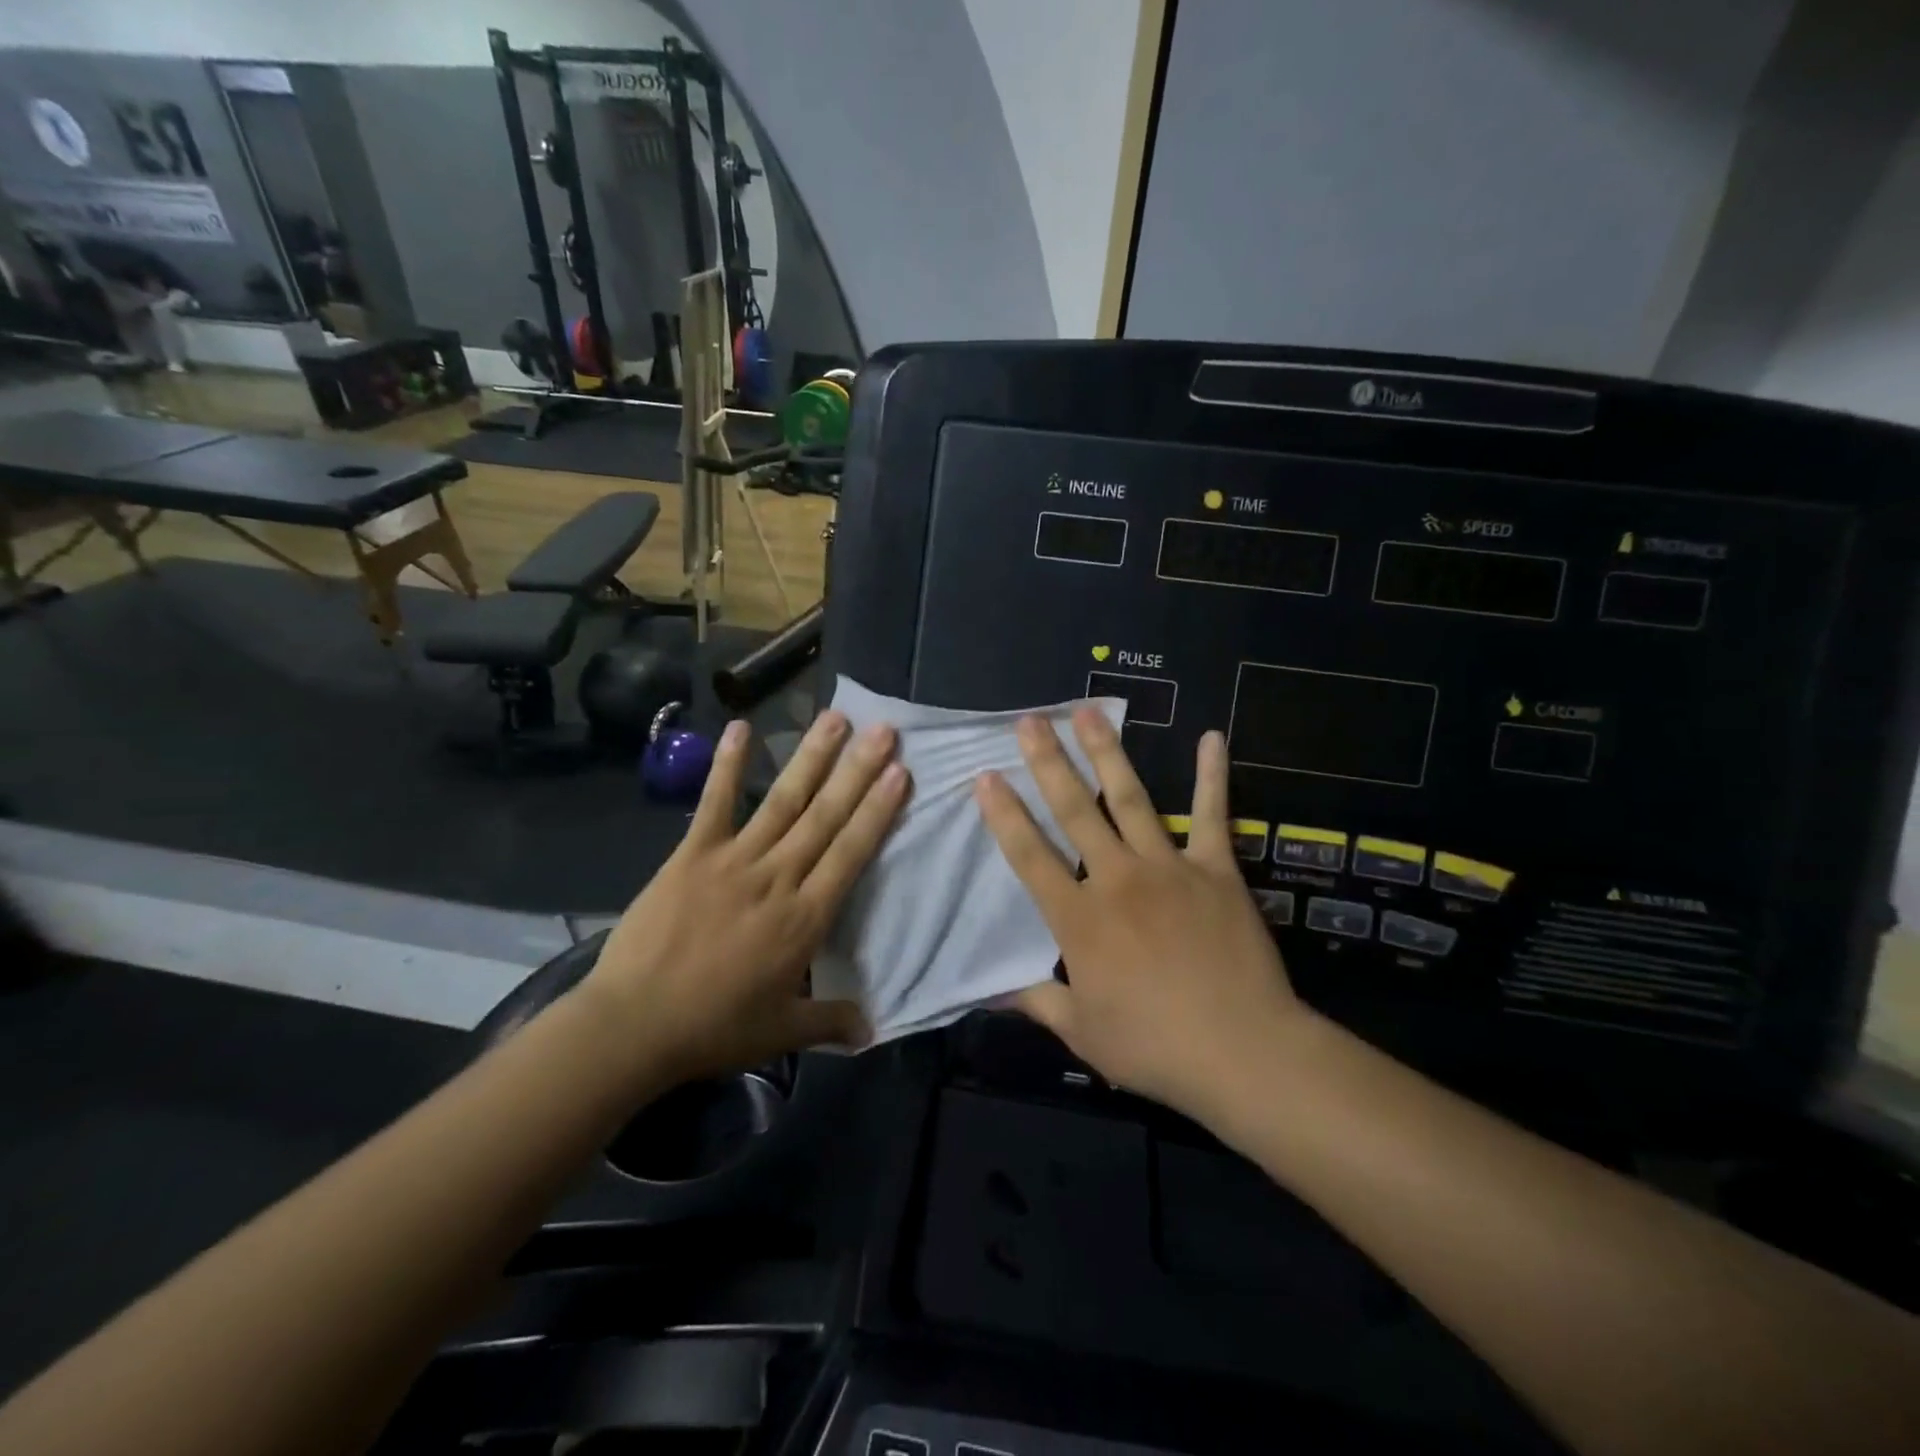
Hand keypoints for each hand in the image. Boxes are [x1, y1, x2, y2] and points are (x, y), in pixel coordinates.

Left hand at [584, 711, 909, 1085]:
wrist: (632, 1025)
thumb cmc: (713, 1029)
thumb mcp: (781, 1032)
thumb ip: (830, 1021)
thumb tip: (873, 1030)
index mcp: (805, 918)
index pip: (851, 853)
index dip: (877, 811)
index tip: (900, 772)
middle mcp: (777, 878)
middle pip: (825, 816)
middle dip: (858, 770)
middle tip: (883, 729)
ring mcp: (733, 860)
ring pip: (782, 800)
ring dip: (811, 757)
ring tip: (835, 718)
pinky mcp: (692, 854)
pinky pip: (714, 803)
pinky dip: (727, 765)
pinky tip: (739, 727)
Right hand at [975, 710, 1305, 1119]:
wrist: (1243, 1052)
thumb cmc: (1155, 1047)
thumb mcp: (1083, 1034)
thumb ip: (1037, 1003)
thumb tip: (992, 992)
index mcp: (1080, 919)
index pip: (1030, 856)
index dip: (1004, 815)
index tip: (986, 776)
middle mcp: (1117, 879)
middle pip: (1074, 810)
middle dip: (1047, 762)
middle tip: (1029, 720)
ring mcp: (1169, 868)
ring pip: (1129, 798)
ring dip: (1106, 752)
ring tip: (1088, 711)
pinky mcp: (1215, 869)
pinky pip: (1212, 815)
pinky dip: (1212, 776)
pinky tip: (1211, 737)